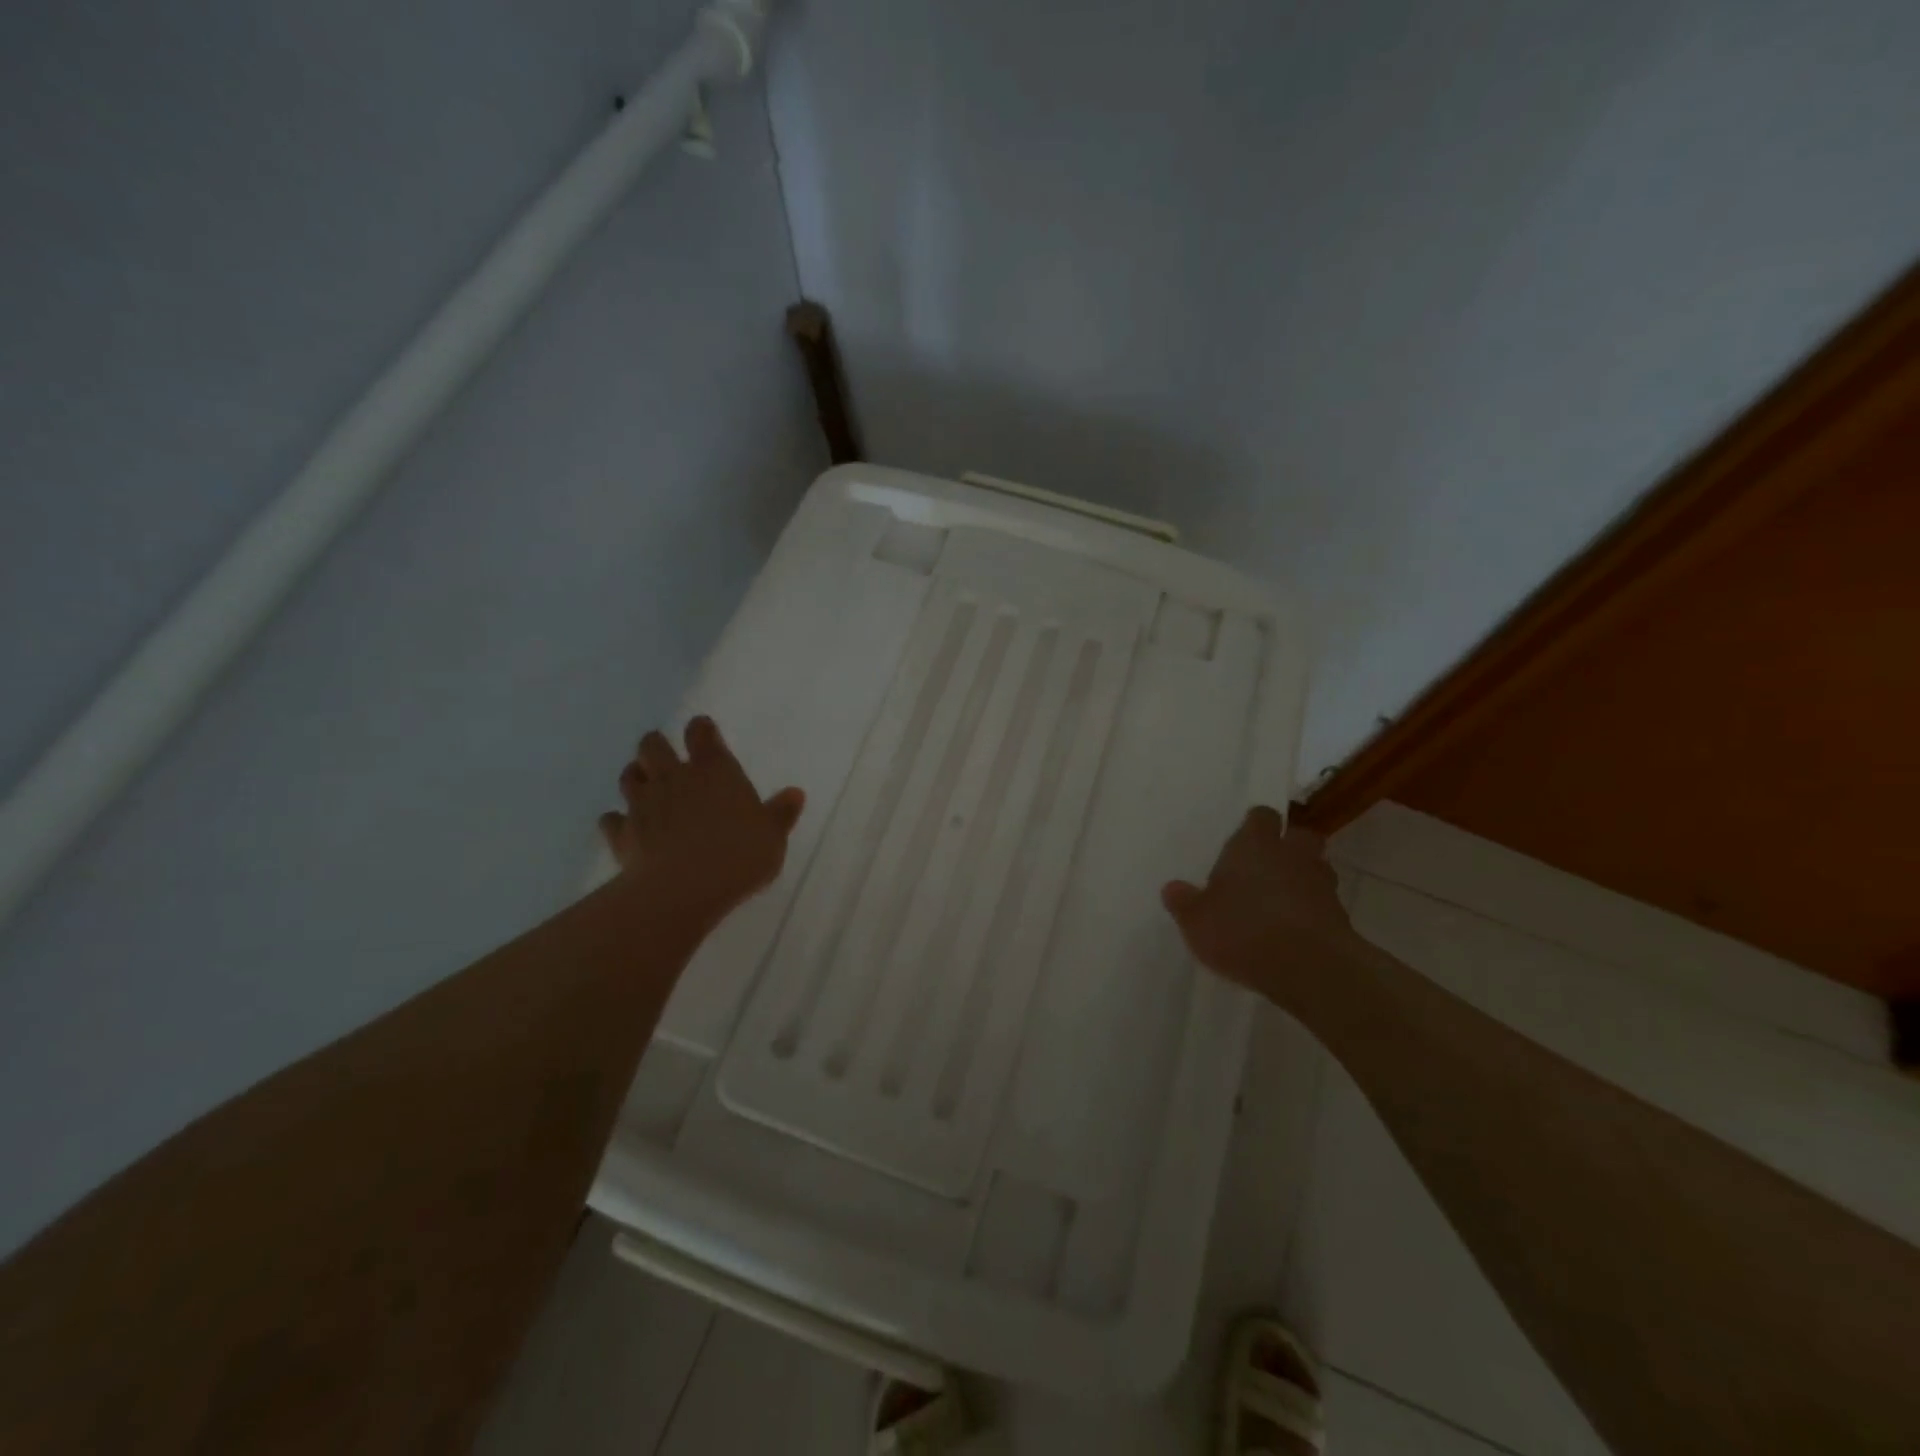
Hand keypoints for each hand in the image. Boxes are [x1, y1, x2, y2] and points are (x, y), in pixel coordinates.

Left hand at [598, 717, 804, 923]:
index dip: (701, 729)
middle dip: (656, 747)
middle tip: (666, 760)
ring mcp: (643, 803)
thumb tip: (795, 793)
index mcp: (714, 770)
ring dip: (635, 777)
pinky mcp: (621, 833)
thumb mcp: (772, 836)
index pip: (701, 733)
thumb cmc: (739, 854)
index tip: (703, 732)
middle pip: (652, 745)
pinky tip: (624, 828)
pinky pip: (611, 819)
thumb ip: (781, 813)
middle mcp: (674, 777)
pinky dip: (616, 820)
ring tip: (645, 787)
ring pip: (628, 776)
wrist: (684, 888)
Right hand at [1162, 807, 1359, 1010]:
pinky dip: (1313, 910)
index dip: (1255, 824)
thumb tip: (1173, 888)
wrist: (1311, 968)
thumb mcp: (1196, 921)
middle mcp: (1291, 856)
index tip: (1246, 837)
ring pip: (1317, 868)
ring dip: (1303, 878)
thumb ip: (1184, 902)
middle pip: (1299, 836)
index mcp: (1254, 845)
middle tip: (1267, 865)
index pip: (1261, 816)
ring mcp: (1321, 885)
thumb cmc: (1243, 931)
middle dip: (1288, 846)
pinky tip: (1295, 930)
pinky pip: (1325, 903)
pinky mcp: (1341, 917)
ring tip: (1282, 899)